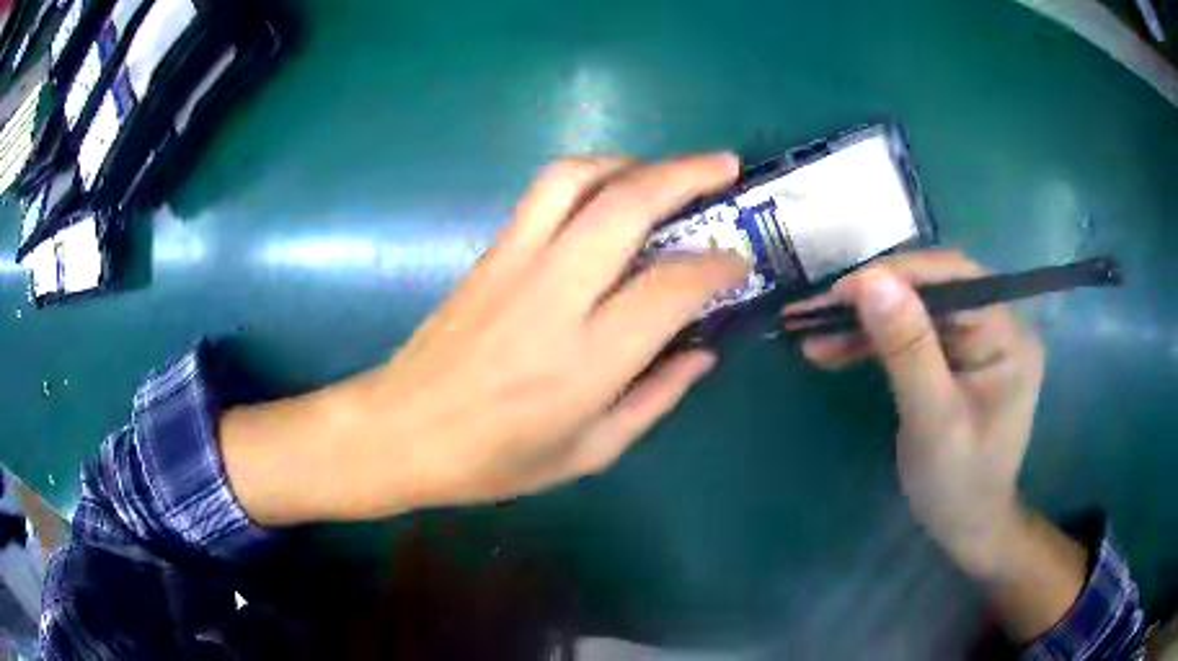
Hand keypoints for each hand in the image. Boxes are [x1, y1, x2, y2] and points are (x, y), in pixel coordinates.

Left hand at [223, 155, 748, 523]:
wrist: (399, 430)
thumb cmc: (493, 460)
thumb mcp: (588, 452)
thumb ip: (655, 398)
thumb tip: (703, 353)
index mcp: (585, 361)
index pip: (671, 287)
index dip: (718, 265)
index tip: (741, 261)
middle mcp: (553, 296)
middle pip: (627, 206)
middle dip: (686, 176)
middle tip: (725, 168)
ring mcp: (514, 264)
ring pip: (578, 179)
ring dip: (632, 162)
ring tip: (665, 172)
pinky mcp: (489, 253)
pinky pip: (544, 192)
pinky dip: (589, 175)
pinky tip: (610, 192)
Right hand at [783, 251, 1045, 575]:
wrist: (966, 526)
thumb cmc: (958, 484)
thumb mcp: (933, 420)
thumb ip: (908, 349)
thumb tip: (870, 280)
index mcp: (1006, 335)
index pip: (952, 279)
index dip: (896, 277)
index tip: (838, 293)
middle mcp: (996, 324)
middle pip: (930, 290)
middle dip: (872, 300)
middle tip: (814, 313)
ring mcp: (975, 340)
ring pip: (914, 311)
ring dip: (864, 321)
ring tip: (812, 332)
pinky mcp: (955, 356)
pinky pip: (911, 334)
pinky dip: (873, 341)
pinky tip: (835, 348)